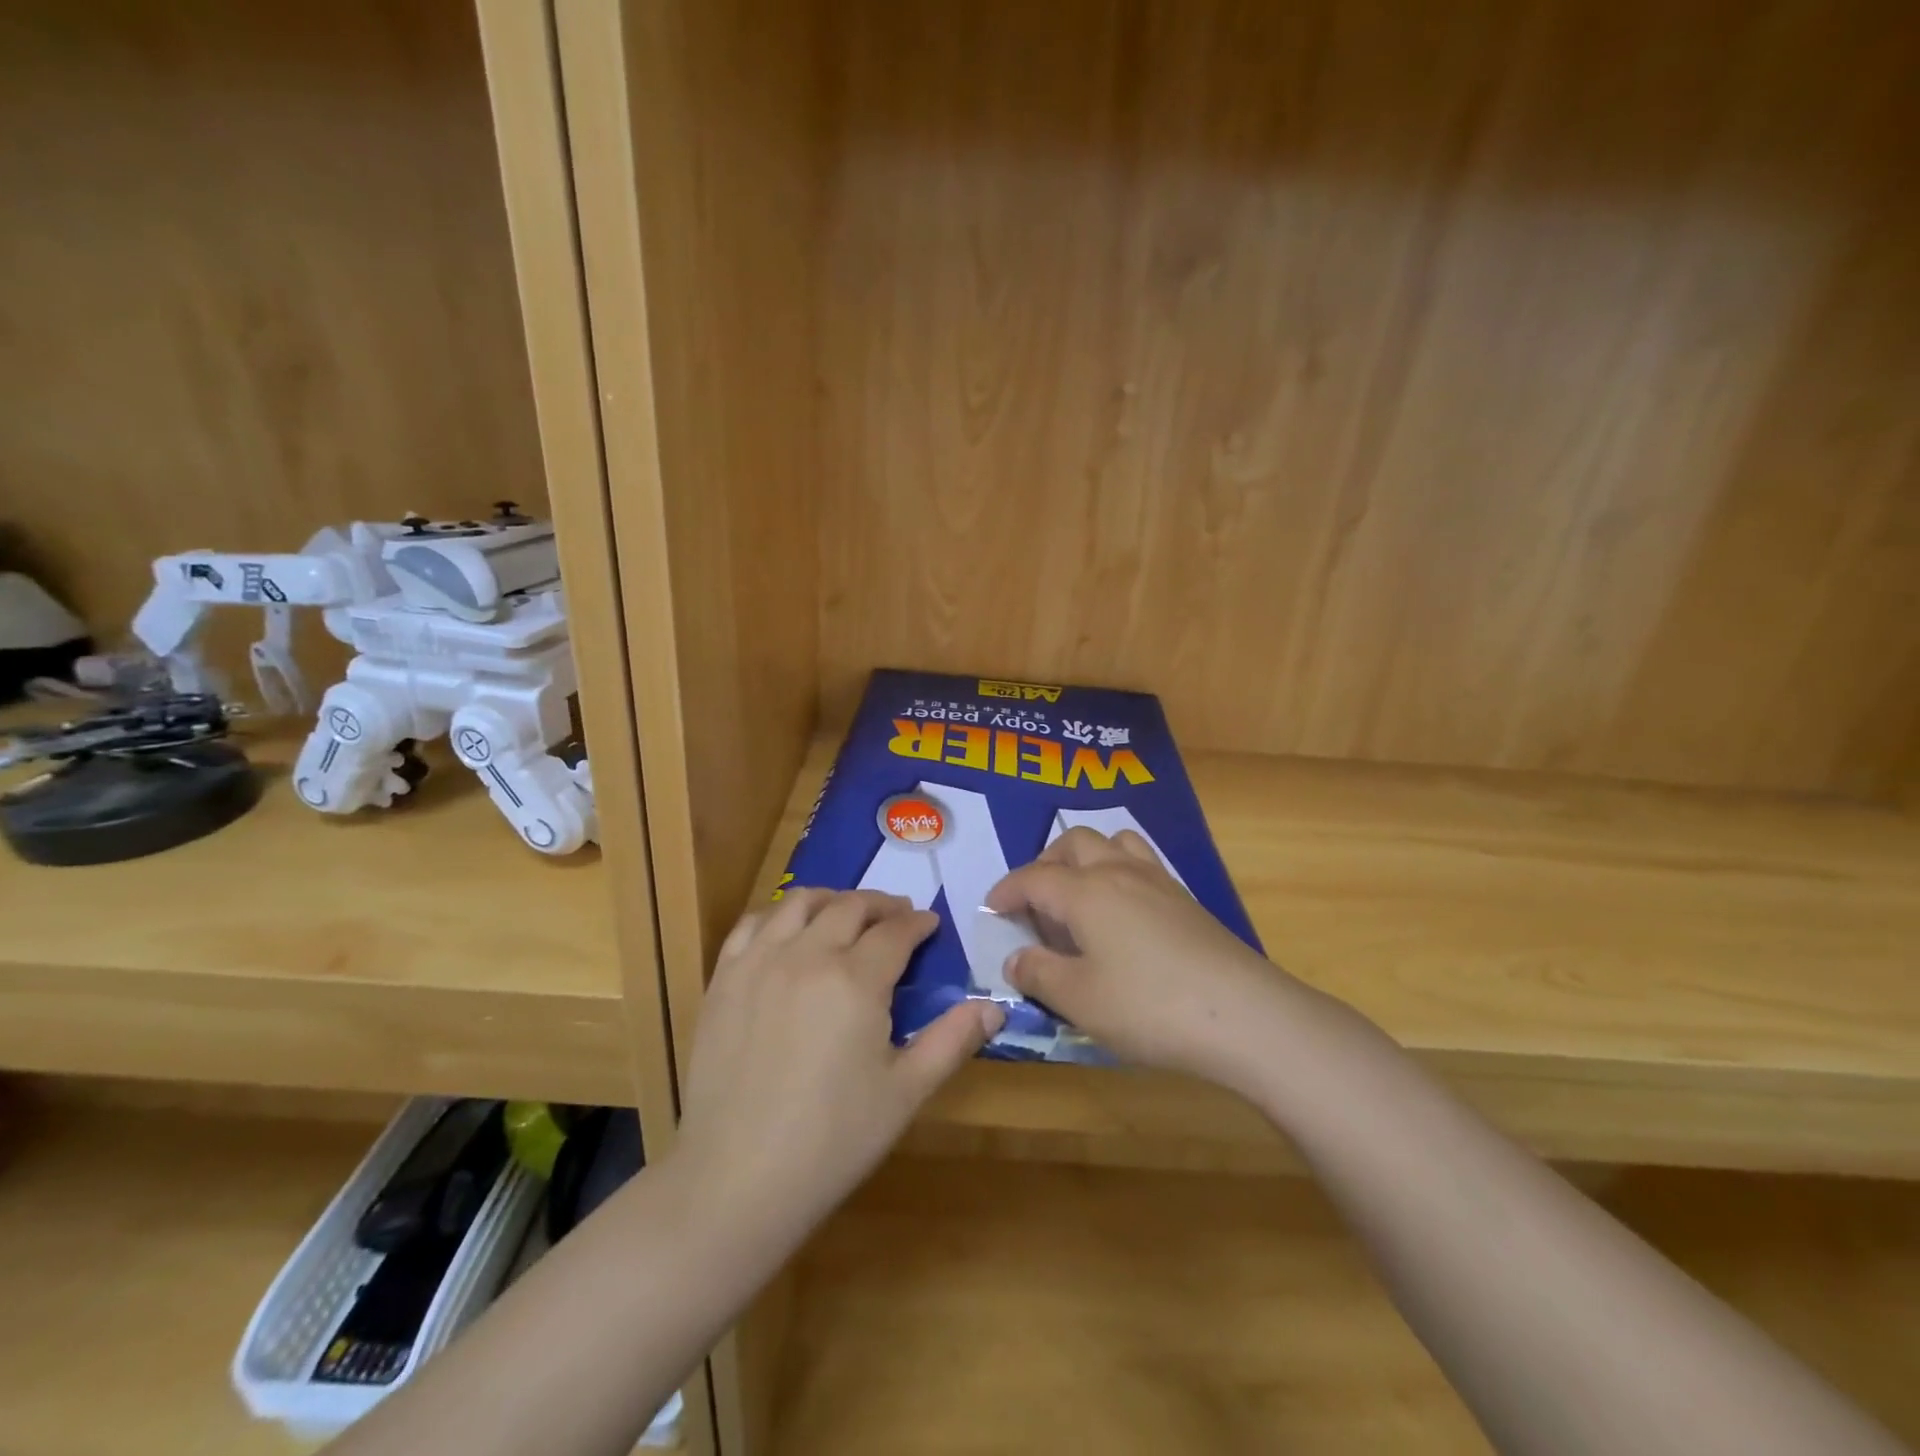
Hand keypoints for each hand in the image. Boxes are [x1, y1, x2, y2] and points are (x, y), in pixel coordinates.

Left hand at [673, 889, 1003, 1230]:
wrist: (736, 1179)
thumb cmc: (832, 1140)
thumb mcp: (905, 1093)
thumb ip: (951, 1041)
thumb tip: (994, 1007)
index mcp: (856, 980)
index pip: (896, 932)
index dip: (918, 924)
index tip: (931, 924)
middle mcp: (807, 955)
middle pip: (850, 907)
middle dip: (881, 905)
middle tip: (897, 917)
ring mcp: (759, 962)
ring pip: (800, 903)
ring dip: (832, 899)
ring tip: (847, 913)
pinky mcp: (724, 979)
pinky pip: (752, 924)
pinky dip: (778, 915)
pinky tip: (789, 932)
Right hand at [986, 828, 1308, 1094]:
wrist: (1245, 1014)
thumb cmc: (1149, 1006)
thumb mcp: (1079, 999)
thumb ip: (1039, 974)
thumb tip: (1016, 958)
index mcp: (1086, 892)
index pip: (1034, 878)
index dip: (1007, 890)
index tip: (992, 907)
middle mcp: (1119, 872)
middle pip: (1074, 843)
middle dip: (1045, 862)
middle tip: (1035, 900)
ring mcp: (1158, 881)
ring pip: (1114, 842)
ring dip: (1086, 857)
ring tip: (1079, 893)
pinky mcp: (1186, 899)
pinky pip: (1141, 861)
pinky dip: (1118, 869)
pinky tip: (1122, 911)